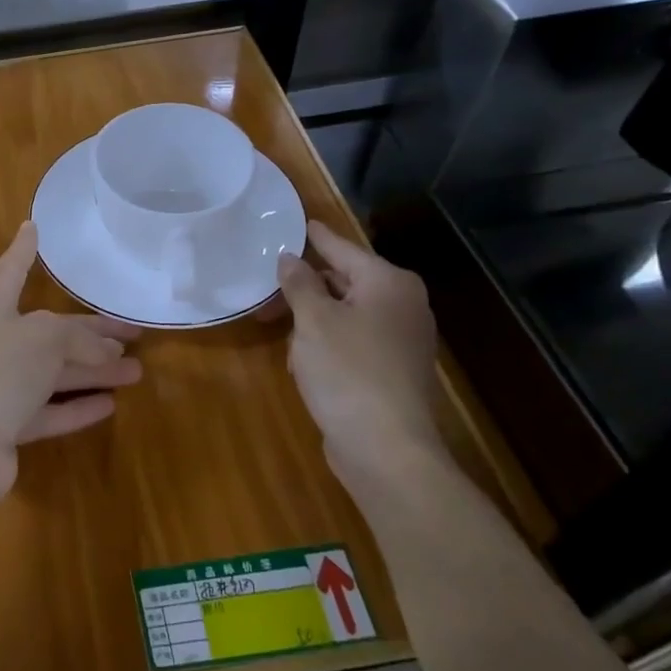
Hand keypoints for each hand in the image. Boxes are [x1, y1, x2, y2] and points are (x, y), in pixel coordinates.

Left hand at [0, 221, 140, 493]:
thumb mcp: (43, 339)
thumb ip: (76, 338)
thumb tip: (102, 352)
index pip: (11, 271)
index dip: (24, 249)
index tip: (33, 226)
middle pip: (49, 333)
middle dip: (90, 333)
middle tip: (132, 334)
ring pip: (54, 374)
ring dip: (94, 372)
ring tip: (136, 371)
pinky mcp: (7, 428)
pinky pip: (49, 411)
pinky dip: (77, 407)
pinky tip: (109, 405)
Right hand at [277, 220, 446, 482]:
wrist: (385, 448)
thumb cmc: (347, 371)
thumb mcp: (313, 320)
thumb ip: (299, 283)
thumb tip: (290, 258)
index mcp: (389, 283)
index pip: (344, 249)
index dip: (318, 237)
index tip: (302, 222)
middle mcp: (403, 305)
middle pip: (344, 281)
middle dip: (305, 285)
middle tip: (268, 288)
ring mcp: (401, 340)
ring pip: (346, 313)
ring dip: (312, 319)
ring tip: (277, 327)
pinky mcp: (392, 370)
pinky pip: (352, 341)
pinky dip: (326, 343)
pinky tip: (300, 360)